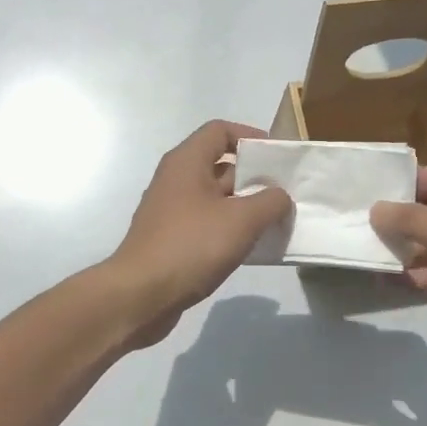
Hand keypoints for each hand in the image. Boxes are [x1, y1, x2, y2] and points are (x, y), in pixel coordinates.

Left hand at [108, 120, 292, 347]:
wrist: (141, 295)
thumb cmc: (191, 246)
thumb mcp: (242, 220)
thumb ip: (270, 202)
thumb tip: (280, 197)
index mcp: (186, 162)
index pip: (220, 130)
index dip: (250, 137)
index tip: (277, 158)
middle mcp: (175, 180)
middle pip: (220, 164)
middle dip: (254, 177)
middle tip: (285, 194)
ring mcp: (171, 211)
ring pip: (215, 198)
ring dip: (245, 206)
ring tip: (275, 222)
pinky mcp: (171, 239)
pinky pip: (206, 223)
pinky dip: (229, 229)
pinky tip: (251, 247)